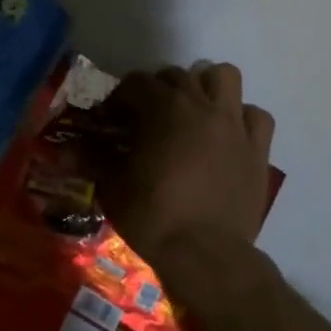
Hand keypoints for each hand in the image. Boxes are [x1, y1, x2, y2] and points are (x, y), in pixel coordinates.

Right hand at [92, 61, 274, 266]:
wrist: (206, 255)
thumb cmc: (153, 217)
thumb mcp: (113, 188)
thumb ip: (95, 160)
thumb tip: (73, 148)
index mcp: (163, 109)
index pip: (137, 82)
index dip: (120, 97)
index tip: (112, 117)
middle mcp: (201, 106)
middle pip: (178, 75)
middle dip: (159, 88)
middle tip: (147, 116)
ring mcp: (234, 124)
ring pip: (224, 77)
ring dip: (206, 86)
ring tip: (193, 110)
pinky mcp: (257, 148)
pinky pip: (256, 115)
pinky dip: (241, 116)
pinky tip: (228, 133)